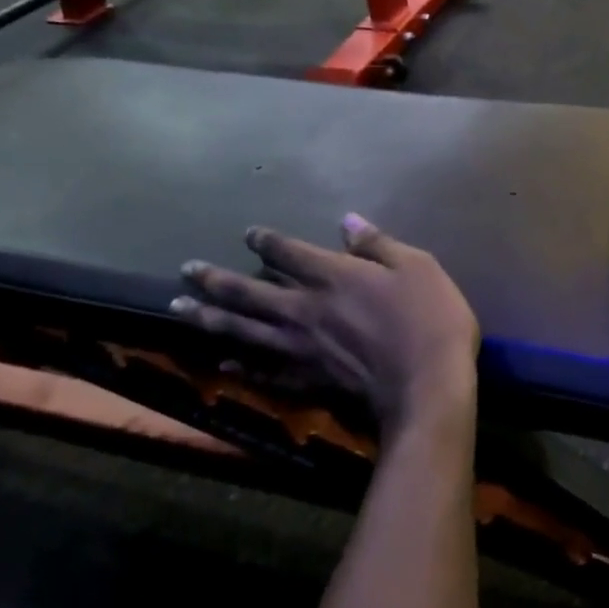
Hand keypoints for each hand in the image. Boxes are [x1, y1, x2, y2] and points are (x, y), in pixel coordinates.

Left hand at [172, 215, 479, 441]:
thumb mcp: (416, 266)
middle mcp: (304, 309)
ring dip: (209, 318)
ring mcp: (299, 349)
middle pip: (249, 291)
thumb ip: (377, 244)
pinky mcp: (305, 381)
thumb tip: (346, 221)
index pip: (287, 252)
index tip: (249, 235)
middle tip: (185, 270)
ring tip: (179, 309)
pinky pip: (262, 371)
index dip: (265, 241)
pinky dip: (240, 365)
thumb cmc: (429, 319)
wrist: (426, 386)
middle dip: (215, 279)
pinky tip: (223, 362)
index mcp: (333, 276)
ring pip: (243, 330)